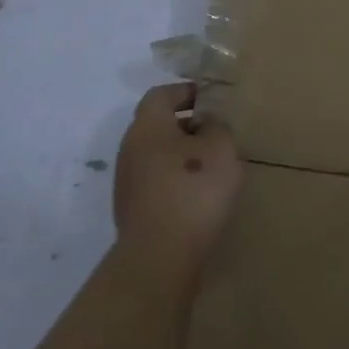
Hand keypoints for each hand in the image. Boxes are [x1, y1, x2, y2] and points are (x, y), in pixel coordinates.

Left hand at [111, 83, 244, 290]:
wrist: (160, 257)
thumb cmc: (193, 189)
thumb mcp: (220, 148)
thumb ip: (217, 127)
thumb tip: (206, 124)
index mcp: (147, 127)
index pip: (161, 94)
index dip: (186, 91)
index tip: (212, 98)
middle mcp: (130, 150)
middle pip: (158, 126)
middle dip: (188, 125)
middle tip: (219, 132)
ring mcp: (128, 183)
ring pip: (158, 155)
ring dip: (184, 155)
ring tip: (215, 166)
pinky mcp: (135, 210)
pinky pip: (158, 182)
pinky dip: (179, 180)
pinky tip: (201, 194)